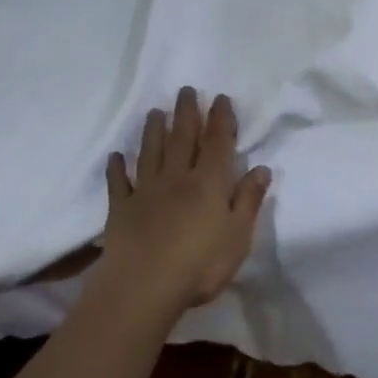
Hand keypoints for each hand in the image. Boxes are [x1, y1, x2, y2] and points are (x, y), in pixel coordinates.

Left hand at [99, 88, 270, 318]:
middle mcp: (177, 178)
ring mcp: (146, 192)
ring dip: (154, 131)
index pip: (217, 143)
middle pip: (183, 139)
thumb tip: (261, 168)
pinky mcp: (121, 209)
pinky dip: (117, 168)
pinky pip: (118, 183)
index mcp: (209, 183)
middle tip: (185, 90)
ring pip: (151, 153)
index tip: (219, 98)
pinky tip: (116, 157)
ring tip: (155, 112)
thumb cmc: (200, 264)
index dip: (220, 119)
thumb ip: (248, 201)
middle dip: (186, 113)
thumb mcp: (238, 236)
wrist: (143, 287)